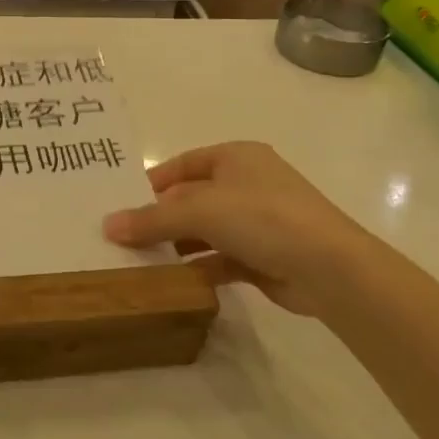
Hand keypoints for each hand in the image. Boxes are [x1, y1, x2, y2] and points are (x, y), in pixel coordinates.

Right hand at [102, 142, 384, 316]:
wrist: (330, 268)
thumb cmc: (262, 218)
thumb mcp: (200, 211)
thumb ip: (152, 219)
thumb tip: (108, 225)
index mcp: (235, 158)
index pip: (182, 165)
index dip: (151, 183)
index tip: (120, 204)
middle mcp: (247, 183)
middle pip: (191, 198)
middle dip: (160, 218)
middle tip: (122, 238)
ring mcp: (258, 221)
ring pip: (205, 230)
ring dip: (177, 245)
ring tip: (139, 261)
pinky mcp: (263, 256)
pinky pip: (220, 258)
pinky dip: (198, 267)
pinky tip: (174, 281)